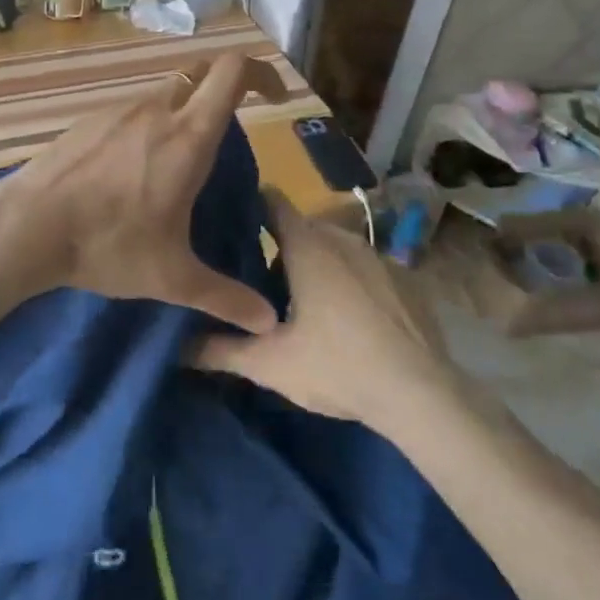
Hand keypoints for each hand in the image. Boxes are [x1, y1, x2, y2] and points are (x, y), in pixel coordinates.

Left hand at [0, 53, 278, 333]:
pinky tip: (132, 170)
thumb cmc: (108, 245)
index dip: (261, 73)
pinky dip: (146, 126)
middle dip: (224, 89)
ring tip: (180, 160)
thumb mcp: (172, 277)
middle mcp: (154, 110)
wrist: (27, 226)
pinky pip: (130, 111)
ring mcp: (116, 111)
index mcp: (187, 136)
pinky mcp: (86, 121)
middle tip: (232, 127)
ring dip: (182, 111)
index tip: (275, 97)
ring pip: (163, 93)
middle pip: (200, 74)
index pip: (232, 73)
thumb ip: (224, 296)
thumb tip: (268, 322)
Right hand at [189, 191, 460, 428]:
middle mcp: (343, 239)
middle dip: (279, 247)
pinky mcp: (406, 281)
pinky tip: (347, 320)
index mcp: (308, 246)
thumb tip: (177, 347)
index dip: (249, 205)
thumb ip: (219, 349)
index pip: (272, 203)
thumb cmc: (338, 365)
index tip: (230, 218)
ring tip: (300, 302)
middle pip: (302, 229)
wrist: (422, 396)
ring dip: (316, 265)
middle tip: (257, 279)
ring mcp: (379, 258)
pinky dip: (349, 281)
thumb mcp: (269, 363)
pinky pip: (364, 268)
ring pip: (334, 248)